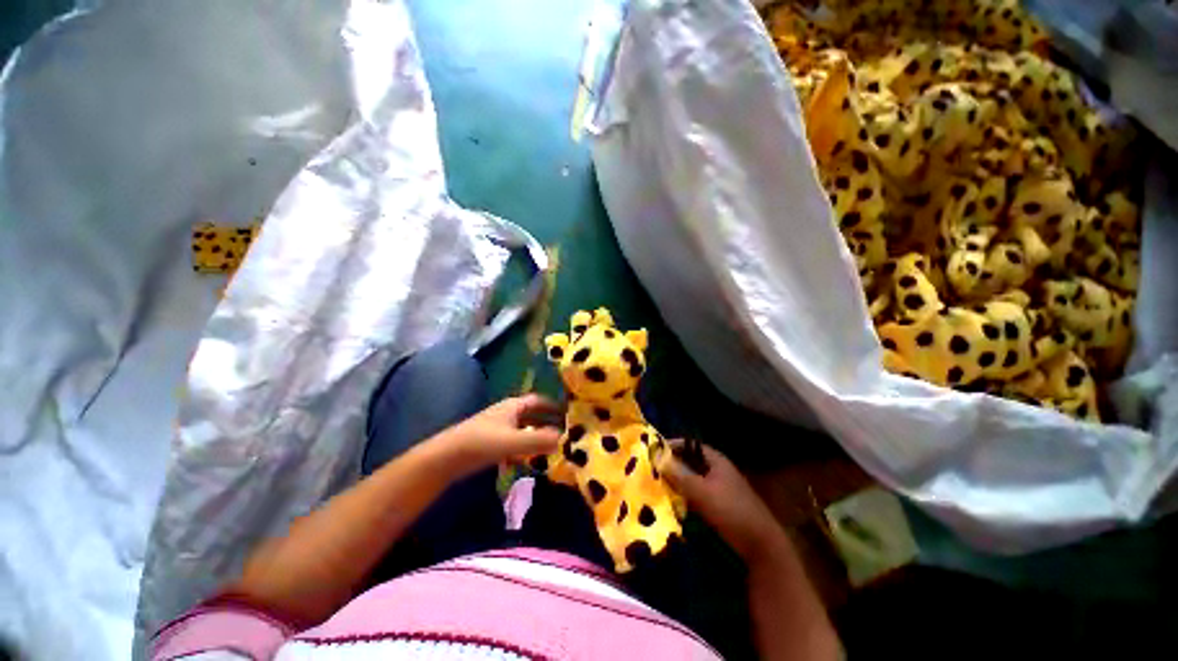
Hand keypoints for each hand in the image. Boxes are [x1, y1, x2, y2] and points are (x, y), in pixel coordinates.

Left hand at [437, 394, 561, 474]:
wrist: (447, 456)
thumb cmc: (483, 442)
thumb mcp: (514, 442)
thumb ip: (539, 441)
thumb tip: (564, 439)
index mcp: (513, 406)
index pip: (538, 400)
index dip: (552, 405)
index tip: (567, 412)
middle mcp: (506, 412)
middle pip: (531, 413)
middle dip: (546, 421)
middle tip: (562, 430)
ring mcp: (497, 426)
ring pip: (522, 427)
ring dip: (535, 434)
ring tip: (550, 444)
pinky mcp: (489, 441)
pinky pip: (513, 439)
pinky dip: (523, 446)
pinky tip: (527, 458)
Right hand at [660, 441, 786, 562]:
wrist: (761, 546)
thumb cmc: (731, 511)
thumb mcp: (702, 492)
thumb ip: (679, 475)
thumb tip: (657, 458)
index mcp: (716, 460)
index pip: (689, 445)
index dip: (672, 446)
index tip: (652, 451)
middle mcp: (717, 470)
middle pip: (689, 462)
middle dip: (671, 465)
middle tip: (650, 469)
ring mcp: (719, 488)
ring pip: (692, 479)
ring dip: (676, 482)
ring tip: (655, 485)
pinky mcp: (719, 505)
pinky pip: (696, 494)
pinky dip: (684, 496)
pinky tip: (672, 503)